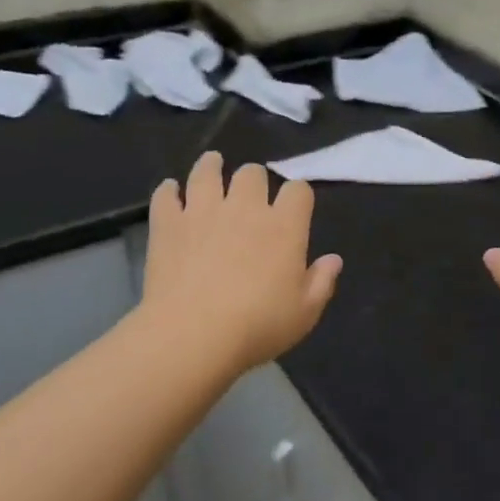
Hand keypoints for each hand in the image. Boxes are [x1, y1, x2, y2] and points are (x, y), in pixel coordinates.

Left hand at [140, 151, 342, 375]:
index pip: (298, 190)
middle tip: (250, 193)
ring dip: (211, 166)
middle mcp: (245, 208)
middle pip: (252, 173)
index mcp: (284, 227)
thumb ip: (322, 282)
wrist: (193, 335)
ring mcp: (203, 211)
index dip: (298, 194)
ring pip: (207, 172)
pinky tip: (171, 192)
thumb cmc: (257, 326)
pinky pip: (166, 195)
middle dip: (255, 179)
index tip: (295, 206)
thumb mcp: (304, 313)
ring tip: (212, 165)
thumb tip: (333, 259)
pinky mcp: (168, 224)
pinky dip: (169, 191)